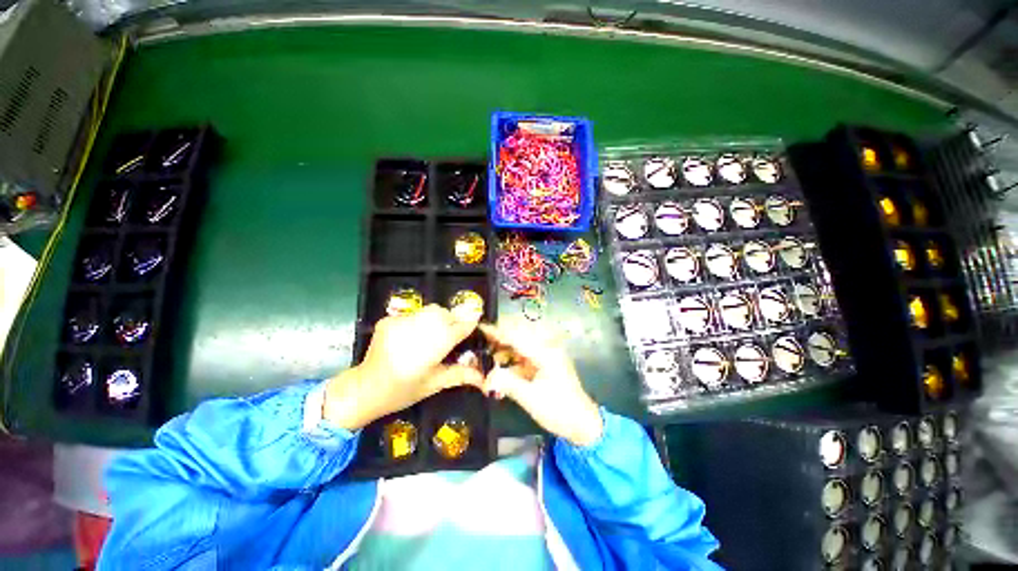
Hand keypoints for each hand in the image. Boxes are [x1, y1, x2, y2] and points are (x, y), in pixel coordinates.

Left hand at [324, 305, 481, 429]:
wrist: (364, 388)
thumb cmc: (403, 391)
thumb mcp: (435, 384)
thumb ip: (461, 374)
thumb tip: (484, 378)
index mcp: (432, 349)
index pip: (458, 327)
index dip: (469, 324)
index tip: (475, 324)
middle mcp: (417, 330)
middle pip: (444, 314)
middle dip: (452, 320)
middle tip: (452, 334)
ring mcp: (401, 323)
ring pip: (430, 310)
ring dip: (437, 318)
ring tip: (433, 334)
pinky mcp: (389, 320)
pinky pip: (414, 314)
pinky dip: (420, 321)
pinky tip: (414, 335)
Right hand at [479, 320, 602, 446]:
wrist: (582, 424)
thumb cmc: (559, 410)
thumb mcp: (530, 398)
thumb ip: (507, 383)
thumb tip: (486, 376)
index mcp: (545, 353)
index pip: (517, 337)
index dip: (498, 332)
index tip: (481, 327)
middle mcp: (546, 349)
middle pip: (517, 338)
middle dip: (498, 341)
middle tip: (479, 345)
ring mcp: (545, 357)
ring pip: (519, 348)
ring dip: (503, 353)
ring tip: (486, 360)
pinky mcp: (544, 365)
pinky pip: (523, 359)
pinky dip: (510, 363)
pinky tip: (499, 371)